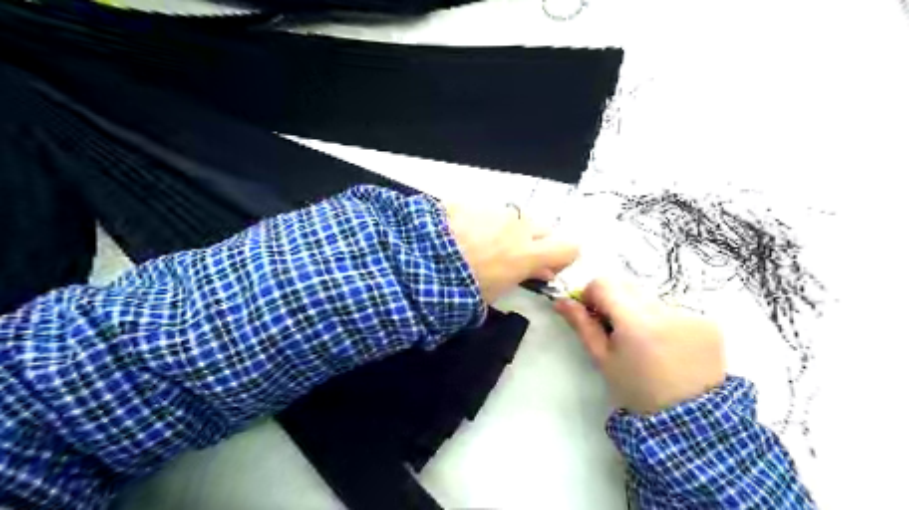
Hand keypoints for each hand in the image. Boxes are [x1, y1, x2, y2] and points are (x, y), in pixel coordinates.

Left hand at [445, 202, 577, 303]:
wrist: (420, 260)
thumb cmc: (461, 287)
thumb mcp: (495, 292)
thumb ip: (523, 277)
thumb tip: (540, 272)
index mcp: (527, 253)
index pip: (569, 248)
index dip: (563, 257)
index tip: (547, 267)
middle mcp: (518, 227)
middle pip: (544, 229)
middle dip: (535, 242)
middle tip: (513, 257)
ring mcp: (495, 211)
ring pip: (514, 218)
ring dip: (508, 230)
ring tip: (481, 244)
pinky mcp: (472, 202)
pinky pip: (488, 211)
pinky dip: (483, 221)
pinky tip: (462, 233)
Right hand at [553, 279, 724, 413]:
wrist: (690, 420)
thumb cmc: (636, 390)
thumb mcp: (603, 359)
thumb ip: (582, 325)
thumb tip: (561, 301)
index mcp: (636, 322)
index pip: (604, 283)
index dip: (591, 294)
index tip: (593, 314)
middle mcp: (665, 311)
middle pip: (627, 286)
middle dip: (615, 301)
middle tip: (616, 330)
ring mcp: (690, 314)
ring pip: (649, 297)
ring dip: (639, 311)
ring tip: (645, 342)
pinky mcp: (708, 321)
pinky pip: (673, 309)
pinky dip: (663, 320)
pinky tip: (667, 346)